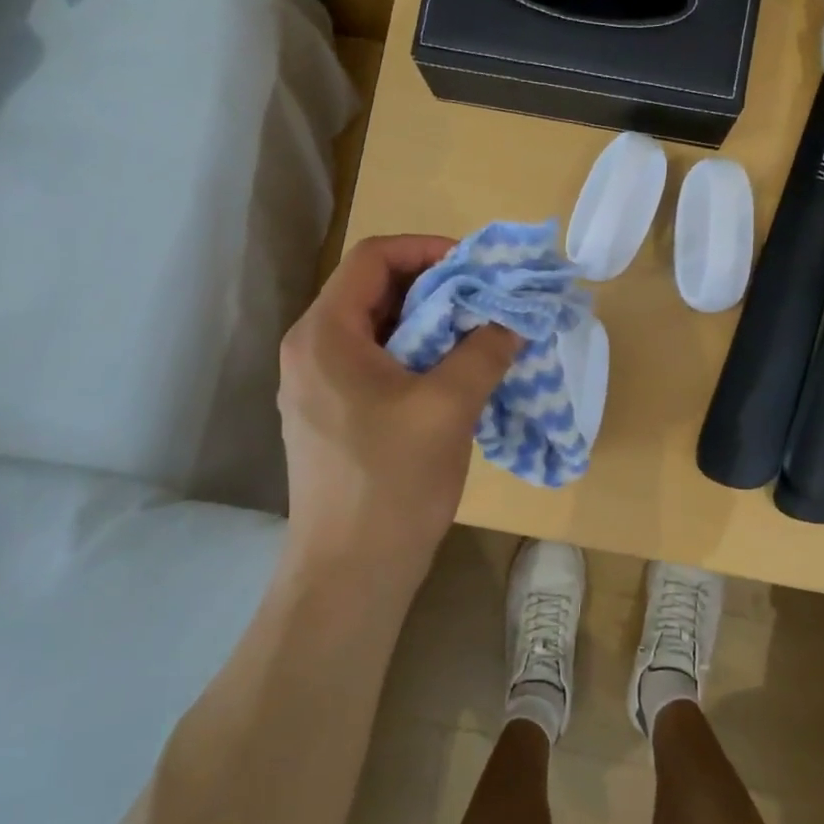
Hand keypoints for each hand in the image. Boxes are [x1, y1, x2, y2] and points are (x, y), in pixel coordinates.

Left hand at [278, 235, 521, 577]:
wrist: (350, 574)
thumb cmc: (392, 482)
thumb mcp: (448, 407)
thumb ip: (484, 351)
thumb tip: (513, 319)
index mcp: (325, 334)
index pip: (373, 258)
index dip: (428, 249)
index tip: (477, 267)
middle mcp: (310, 349)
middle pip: (373, 290)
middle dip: (435, 288)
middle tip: (486, 301)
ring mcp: (315, 385)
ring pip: (376, 329)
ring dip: (429, 324)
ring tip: (477, 336)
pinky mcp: (329, 415)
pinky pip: (373, 363)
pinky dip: (414, 356)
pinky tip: (452, 376)